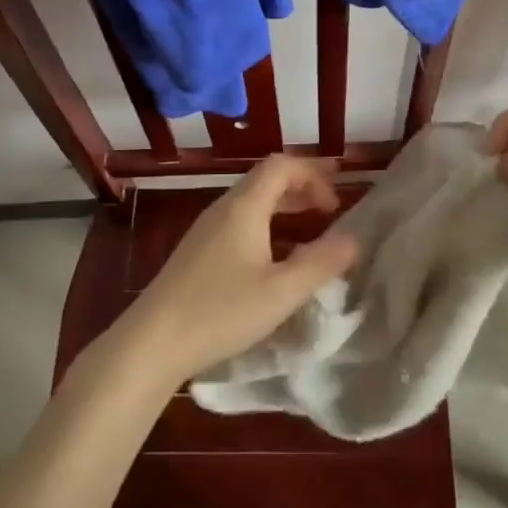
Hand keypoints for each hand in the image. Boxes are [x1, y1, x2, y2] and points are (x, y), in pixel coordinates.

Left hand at [107, 156, 361, 390]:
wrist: (153, 342)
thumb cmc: (221, 311)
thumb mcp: (282, 292)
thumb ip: (321, 263)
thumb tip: (354, 239)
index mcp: (244, 206)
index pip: (281, 165)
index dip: (313, 174)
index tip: (337, 202)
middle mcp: (224, 208)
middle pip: (266, 179)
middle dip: (302, 185)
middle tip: (331, 207)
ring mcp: (206, 229)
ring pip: (252, 201)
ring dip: (284, 205)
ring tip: (309, 226)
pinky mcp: (197, 251)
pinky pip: (239, 221)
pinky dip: (266, 223)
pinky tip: (274, 256)